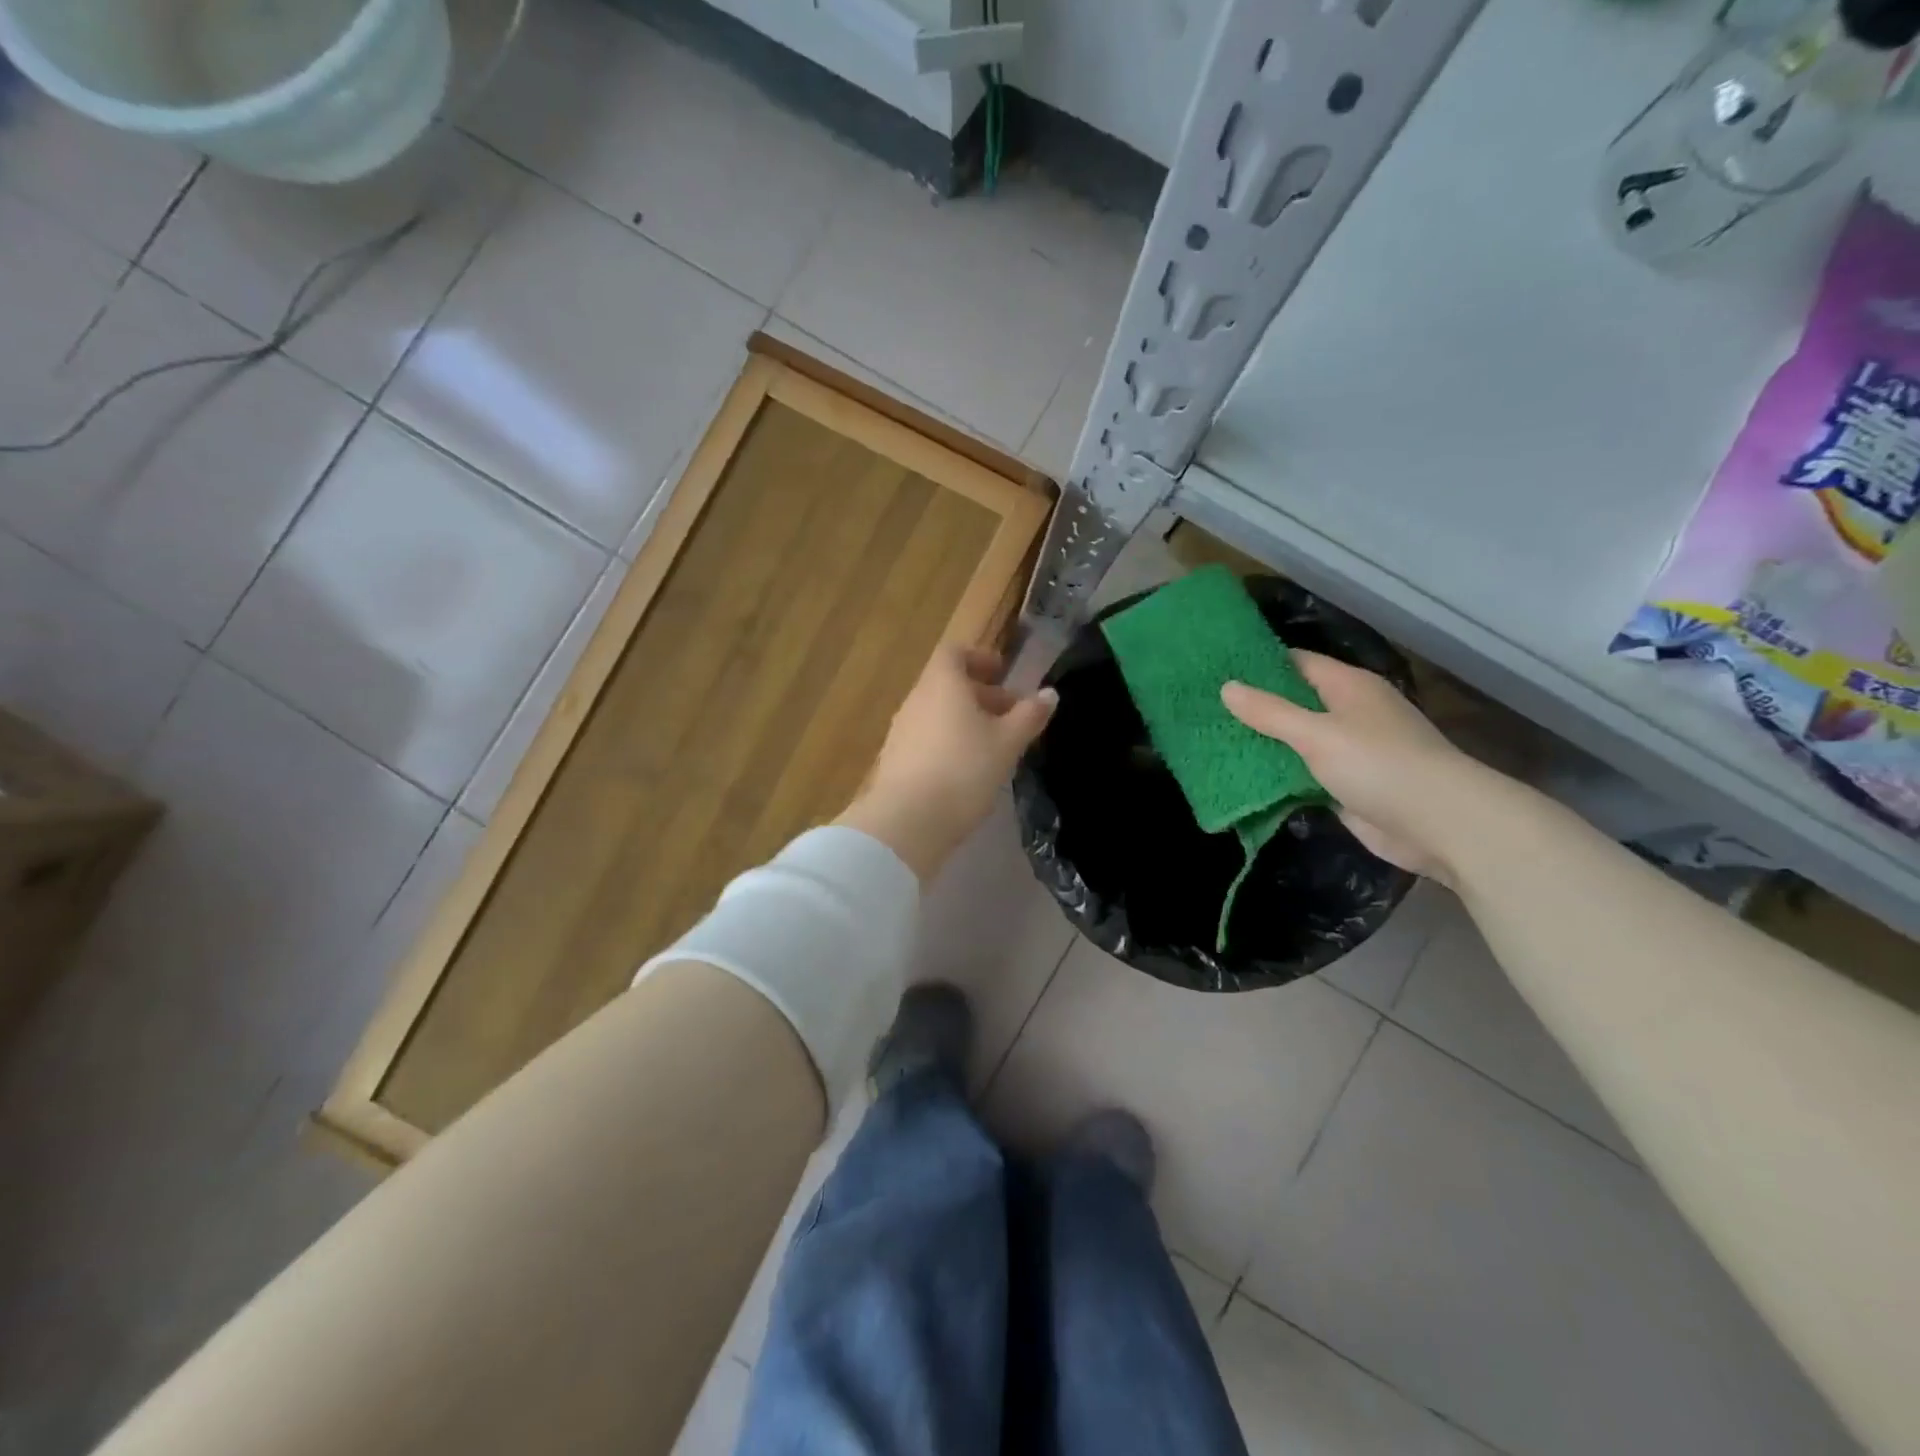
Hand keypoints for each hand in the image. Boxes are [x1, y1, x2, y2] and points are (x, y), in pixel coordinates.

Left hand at [837, 645, 1057, 880]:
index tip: (1002, 673)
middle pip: (948, 685)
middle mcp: (917, 700)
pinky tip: (969, 771)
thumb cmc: (964, 770)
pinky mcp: (896, 760)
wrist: (907, 821)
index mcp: (942, 684)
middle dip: (982, 695)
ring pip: (938, 713)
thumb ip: (1029, 716)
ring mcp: (901, 731)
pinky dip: (950, 742)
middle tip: (1012, 715)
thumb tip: (1049, 693)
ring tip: (996, 746)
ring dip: (967, 721)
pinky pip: (927, 738)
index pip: (955, 653)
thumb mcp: (1007, 743)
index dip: (979, 658)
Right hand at [1221, 654, 1480, 885]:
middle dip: (1255, 707)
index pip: (1296, 663)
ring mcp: (1348, 752)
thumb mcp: (1317, 733)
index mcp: (1348, 687)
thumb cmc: (1378, 764)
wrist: (1438, 824)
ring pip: (1296, 741)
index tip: (1216, 668)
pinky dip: (1277, 776)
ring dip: (1263, 744)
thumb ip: (1270, 713)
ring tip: (1212, 739)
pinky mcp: (1346, 786)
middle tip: (1204, 707)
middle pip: (1294, 702)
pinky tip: (1241, 776)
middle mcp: (1349, 713)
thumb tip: (1227, 687)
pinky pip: (1303, 774)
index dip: (1258, 664)